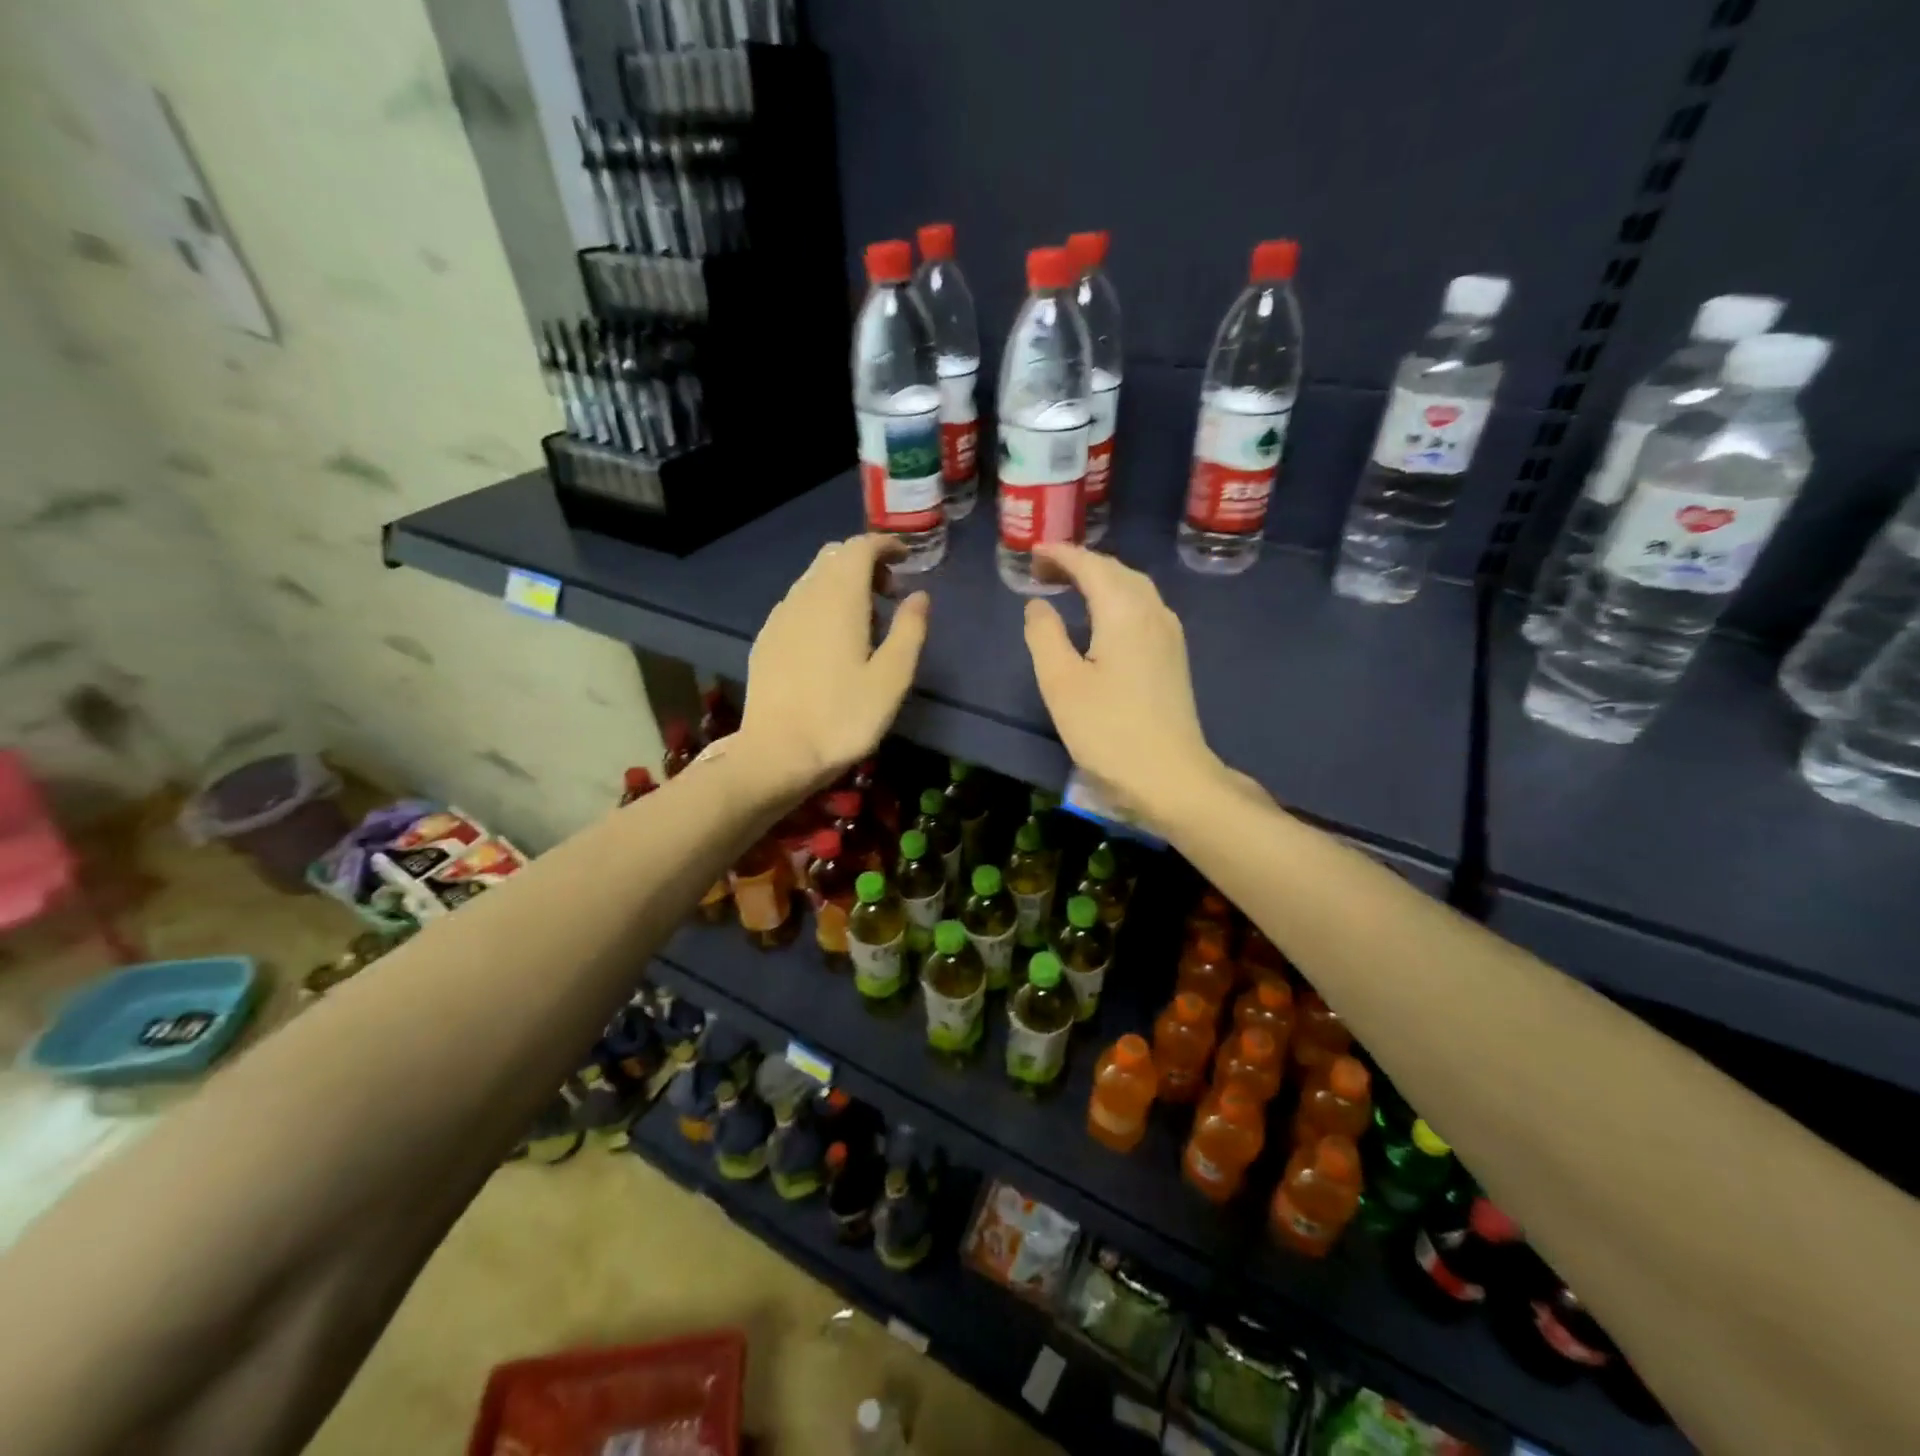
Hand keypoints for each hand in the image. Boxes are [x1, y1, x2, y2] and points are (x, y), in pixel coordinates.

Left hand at [738, 535, 929, 794]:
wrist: (777, 753)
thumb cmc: (844, 717)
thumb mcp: (892, 678)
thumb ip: (909, 630)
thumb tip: (919, 596)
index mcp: (839, 598)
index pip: (859, 547)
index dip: (885, 545)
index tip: (906, 559)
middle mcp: (805, 596)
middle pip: (834, 557)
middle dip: (864, 563)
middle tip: (889, 593)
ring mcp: (780, 616)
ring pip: (813, 579)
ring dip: (842, 585)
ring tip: (864, 622)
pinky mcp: (766, 639)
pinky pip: (798, 604)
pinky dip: (820, 604)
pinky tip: (830, 641)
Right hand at [1022, 544, 1229, 827]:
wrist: (1169, 776)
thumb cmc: (1108, 730)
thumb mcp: (1060, 683)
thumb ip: (1044, 635)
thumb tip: (1038, 604)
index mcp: (1124, 611)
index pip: (1091, 565)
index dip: (1060, 554)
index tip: (1032, 552)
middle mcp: (1152, 611)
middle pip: (1116, 570)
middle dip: (1079, 563)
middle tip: (1043, 570)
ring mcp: (1168, 633)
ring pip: (1133, 588)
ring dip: (1100, 579)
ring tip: (1068, 587)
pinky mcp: (1173, 655)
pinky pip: (1142, 607)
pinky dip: (1116, 598)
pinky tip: (1101, 617)